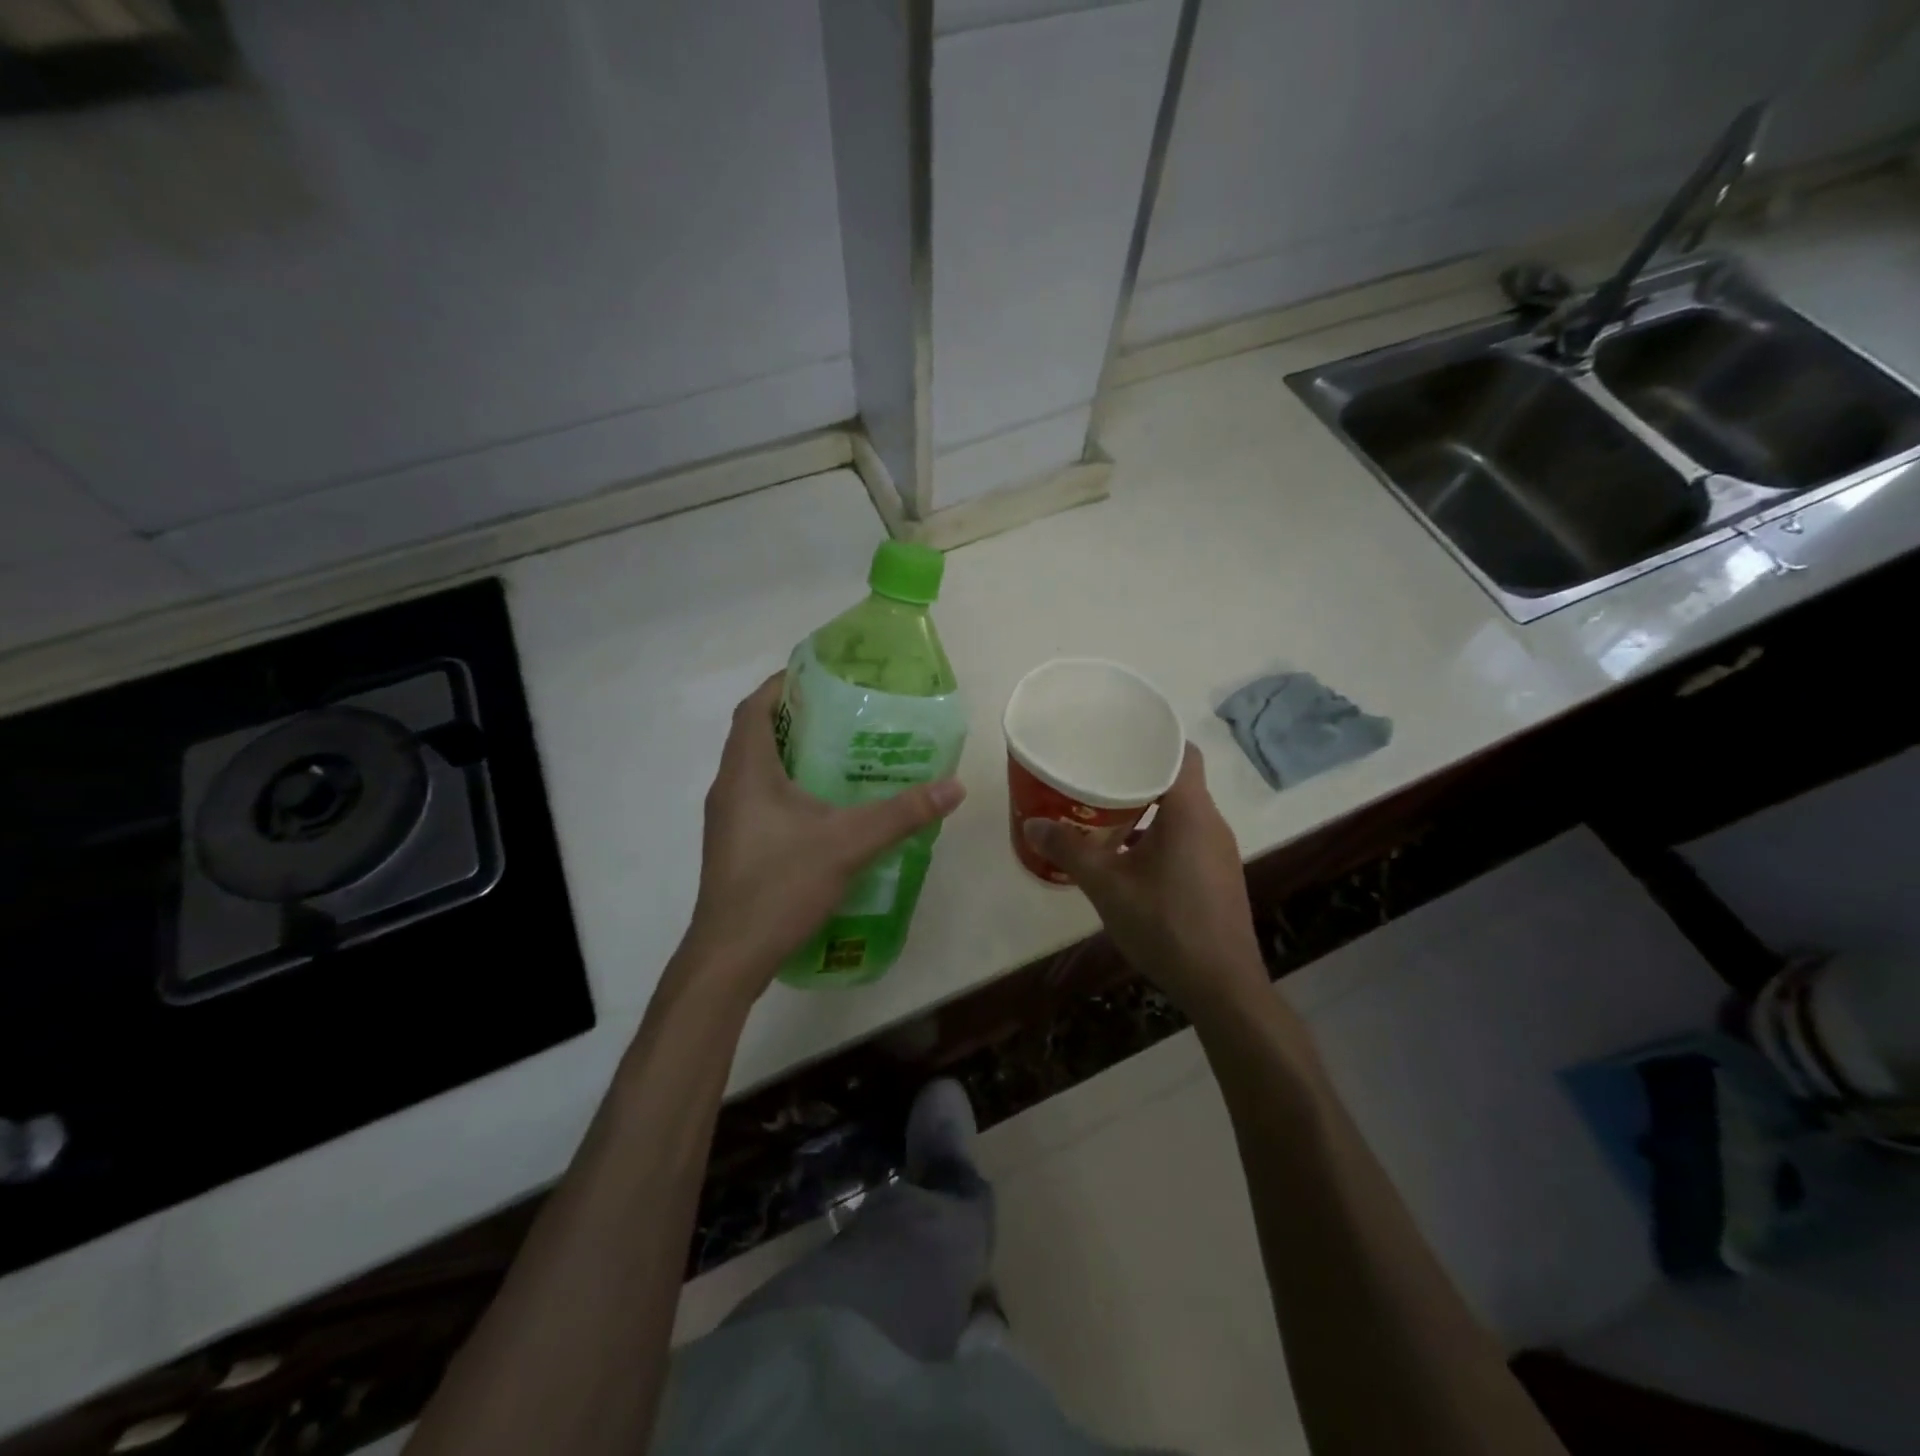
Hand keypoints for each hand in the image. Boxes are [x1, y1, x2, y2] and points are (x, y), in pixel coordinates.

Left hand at [675, 674, 965, 1000]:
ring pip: (758, 770)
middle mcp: (729, 788)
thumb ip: (901, 813)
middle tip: (846, 714)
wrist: (730, 957)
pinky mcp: (736, 847)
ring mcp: (728, 820)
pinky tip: (825, 809)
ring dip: (793, 755)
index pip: (755, 708)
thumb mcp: (848, 844)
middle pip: (758, 735)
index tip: (822, 676)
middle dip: (798, 718)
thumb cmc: (780, 886)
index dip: (784, 684)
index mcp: (746, 772)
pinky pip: (760, 799)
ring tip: (842, 755)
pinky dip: (789, 789)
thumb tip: (953, 786)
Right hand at [1024, 745, 1269, 1020]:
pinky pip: (1186, 836)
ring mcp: (1218, 851)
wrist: (1222, 986)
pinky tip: (1127, 855)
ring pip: (1181, 811)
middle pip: (1178, 779)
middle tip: (1096, 772)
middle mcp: (1211, 822)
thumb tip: (1032, 824)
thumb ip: (1069, 850)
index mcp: (1191, 811)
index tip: (1118, 735)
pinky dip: (1158, 833)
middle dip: (1138, 772)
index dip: (1153, 738)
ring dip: (1147, 806)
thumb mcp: (1107, 886)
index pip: (1181, 751)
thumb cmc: (1165, 924)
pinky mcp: (1217, 875)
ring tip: (1104, 809)